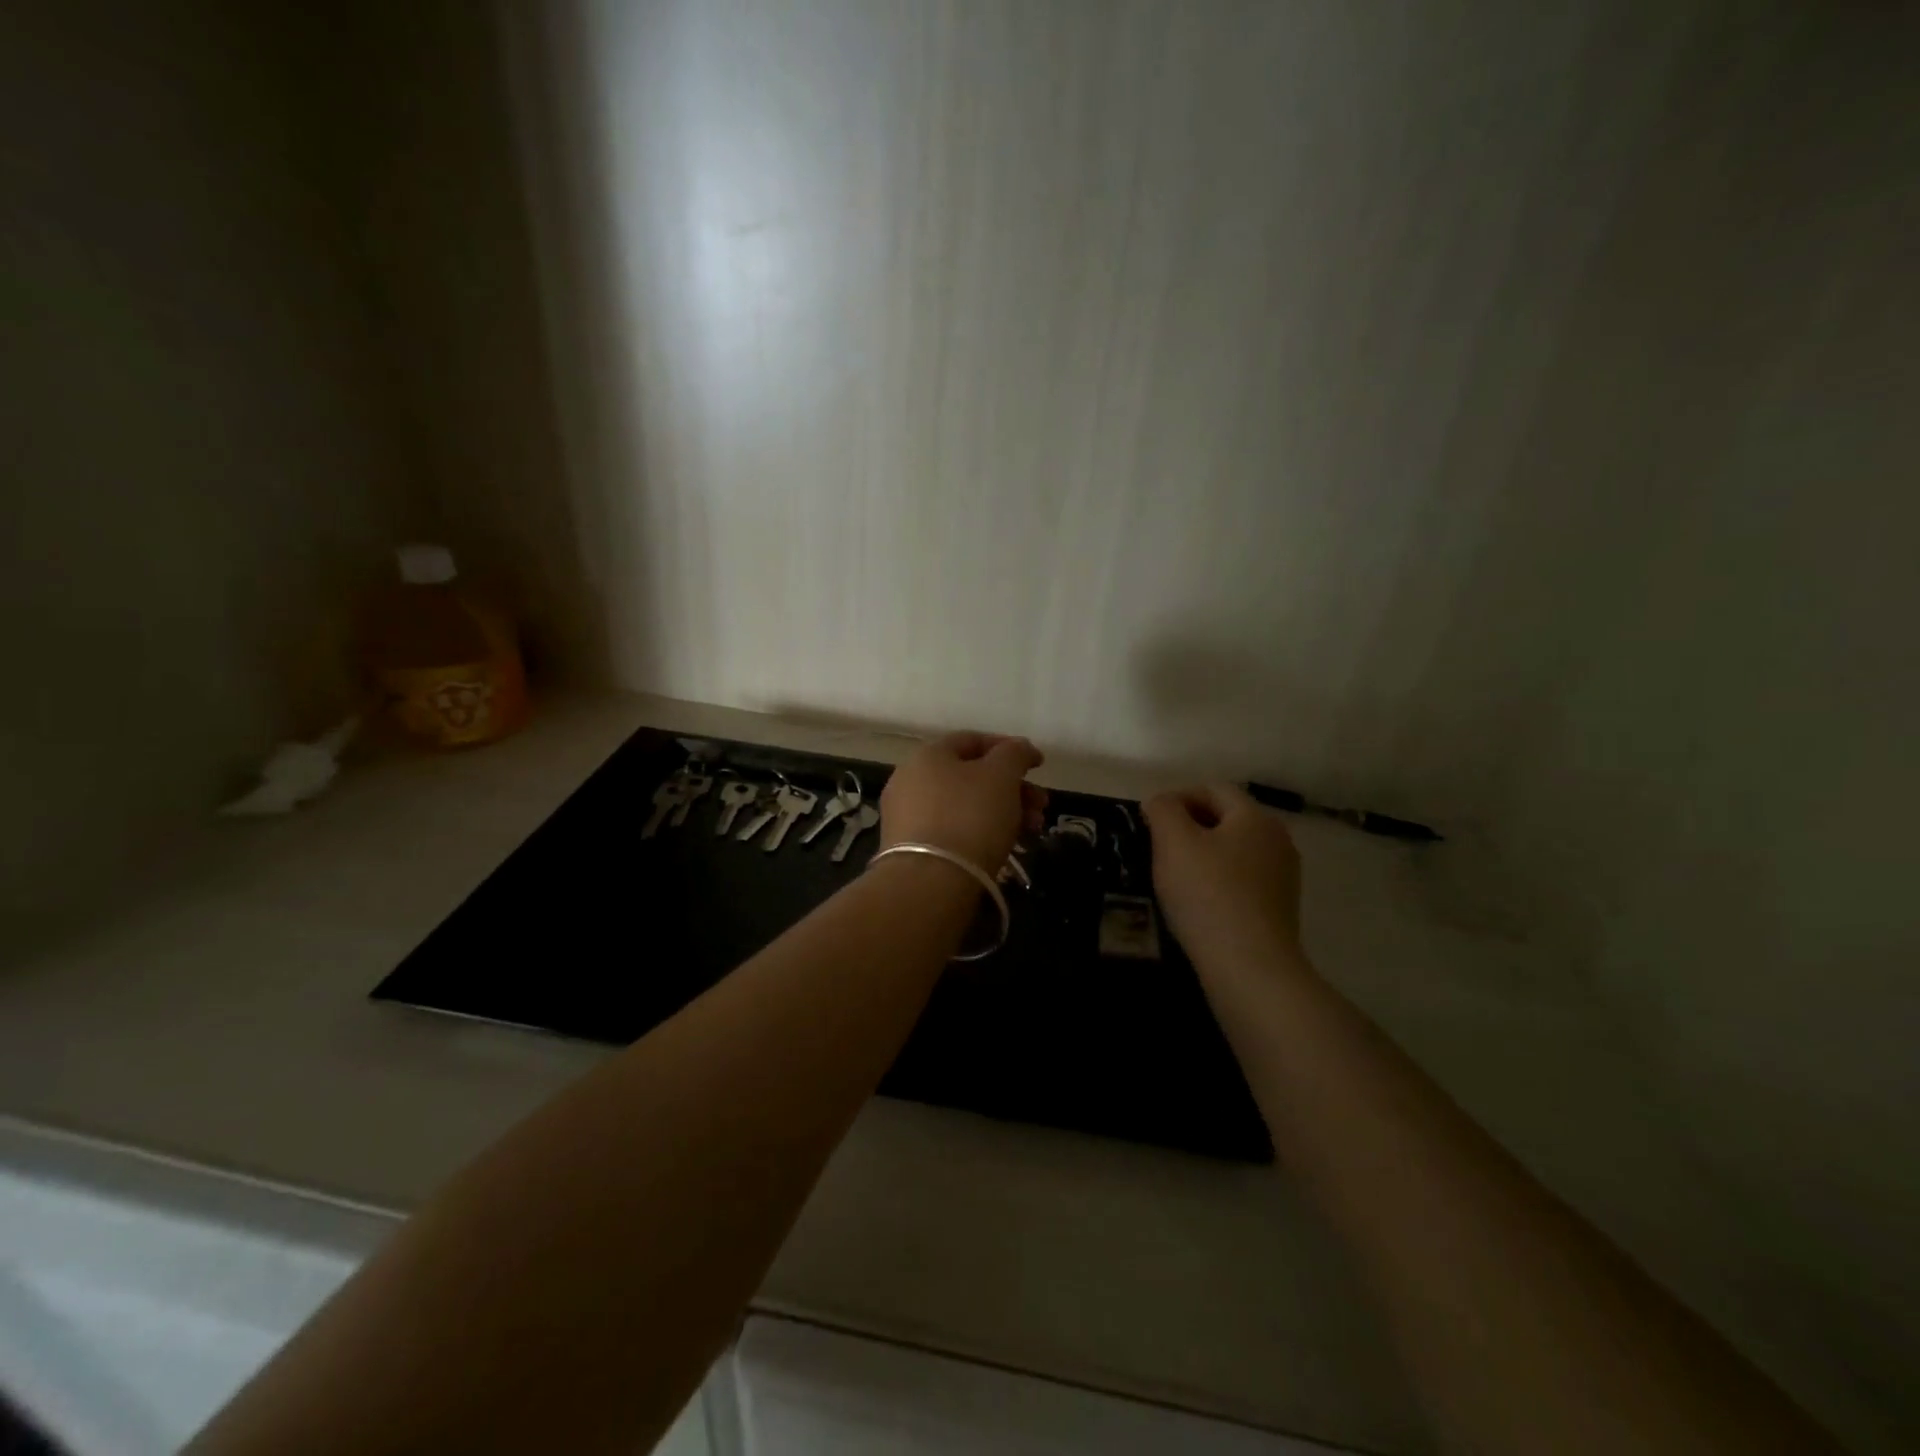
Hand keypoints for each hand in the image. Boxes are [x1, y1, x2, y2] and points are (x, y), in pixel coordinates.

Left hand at [880, 732, 1047, 871]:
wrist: (931, 882)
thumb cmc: (970, 816)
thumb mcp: (1002, 776)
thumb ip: (1014, 754)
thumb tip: (1020, 747)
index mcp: (928, 755)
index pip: (972, 740)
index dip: (1009, 748)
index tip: (1039, 765)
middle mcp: (911, 780)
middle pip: (971, 776)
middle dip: (1013, 788)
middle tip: (1042, 806)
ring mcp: (907, 816)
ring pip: (965, 806)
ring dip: (1004, 812)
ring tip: (1033, 831)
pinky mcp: (911, 849)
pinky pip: (953, 831)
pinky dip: (981, 833)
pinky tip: (1007, 848)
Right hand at [1143, 785, 1302, 959]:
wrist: (1250, 967)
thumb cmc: (1208, 894)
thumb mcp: (1173, 842)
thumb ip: (1163, 810)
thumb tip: (1161, 802)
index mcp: (1255, 817)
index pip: (1212, 789)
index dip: (1176, 797)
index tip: (1149, 821)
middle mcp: (1277, 840)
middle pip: (1226, 818)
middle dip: (1189, 826)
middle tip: (1157, 848)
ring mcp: (1283, 876)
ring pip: (1233, 850)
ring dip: (1202, 855)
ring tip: (1173, 877)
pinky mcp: (1279, 907)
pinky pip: (1241, 880)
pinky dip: (1217, 881)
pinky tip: (1197, 903)